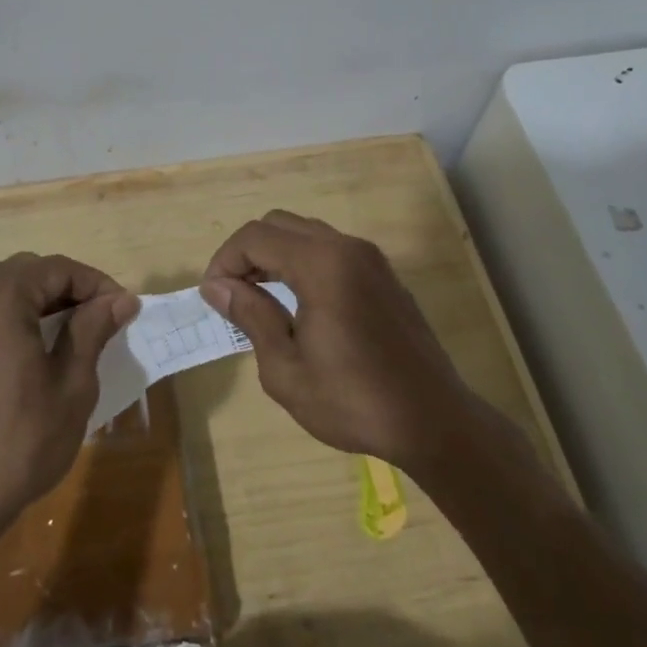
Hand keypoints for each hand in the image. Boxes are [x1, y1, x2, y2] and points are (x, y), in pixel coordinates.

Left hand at [0, 254, 139, 537]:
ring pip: (0, 291)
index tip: (124, 310)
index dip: (97, 285)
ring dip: (36, 303)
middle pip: (27, 273)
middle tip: (100, 323)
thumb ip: (94, 329)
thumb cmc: (19, 441)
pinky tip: (23, 353)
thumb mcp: (72, 384)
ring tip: (66, 337)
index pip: (59, 269)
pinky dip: (5, 320)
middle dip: (67, 291)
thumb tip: (122, 299)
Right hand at [201, 210, 521, 474]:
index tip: (213, 297)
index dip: (224, 260)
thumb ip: (251, 316)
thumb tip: (217, 286)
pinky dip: (302, 262)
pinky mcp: (383, 275)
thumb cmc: (354, 402)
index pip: (255, 237)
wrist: (434, 422)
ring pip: (305, 233)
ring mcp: (370, 258)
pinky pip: (330, 249)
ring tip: (259, 299)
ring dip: (274, 255)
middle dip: (247, 252)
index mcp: (322, 265)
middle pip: (279, 224)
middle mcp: (347, 247)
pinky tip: (297, 302)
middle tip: (232, 295)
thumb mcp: (286, 369)